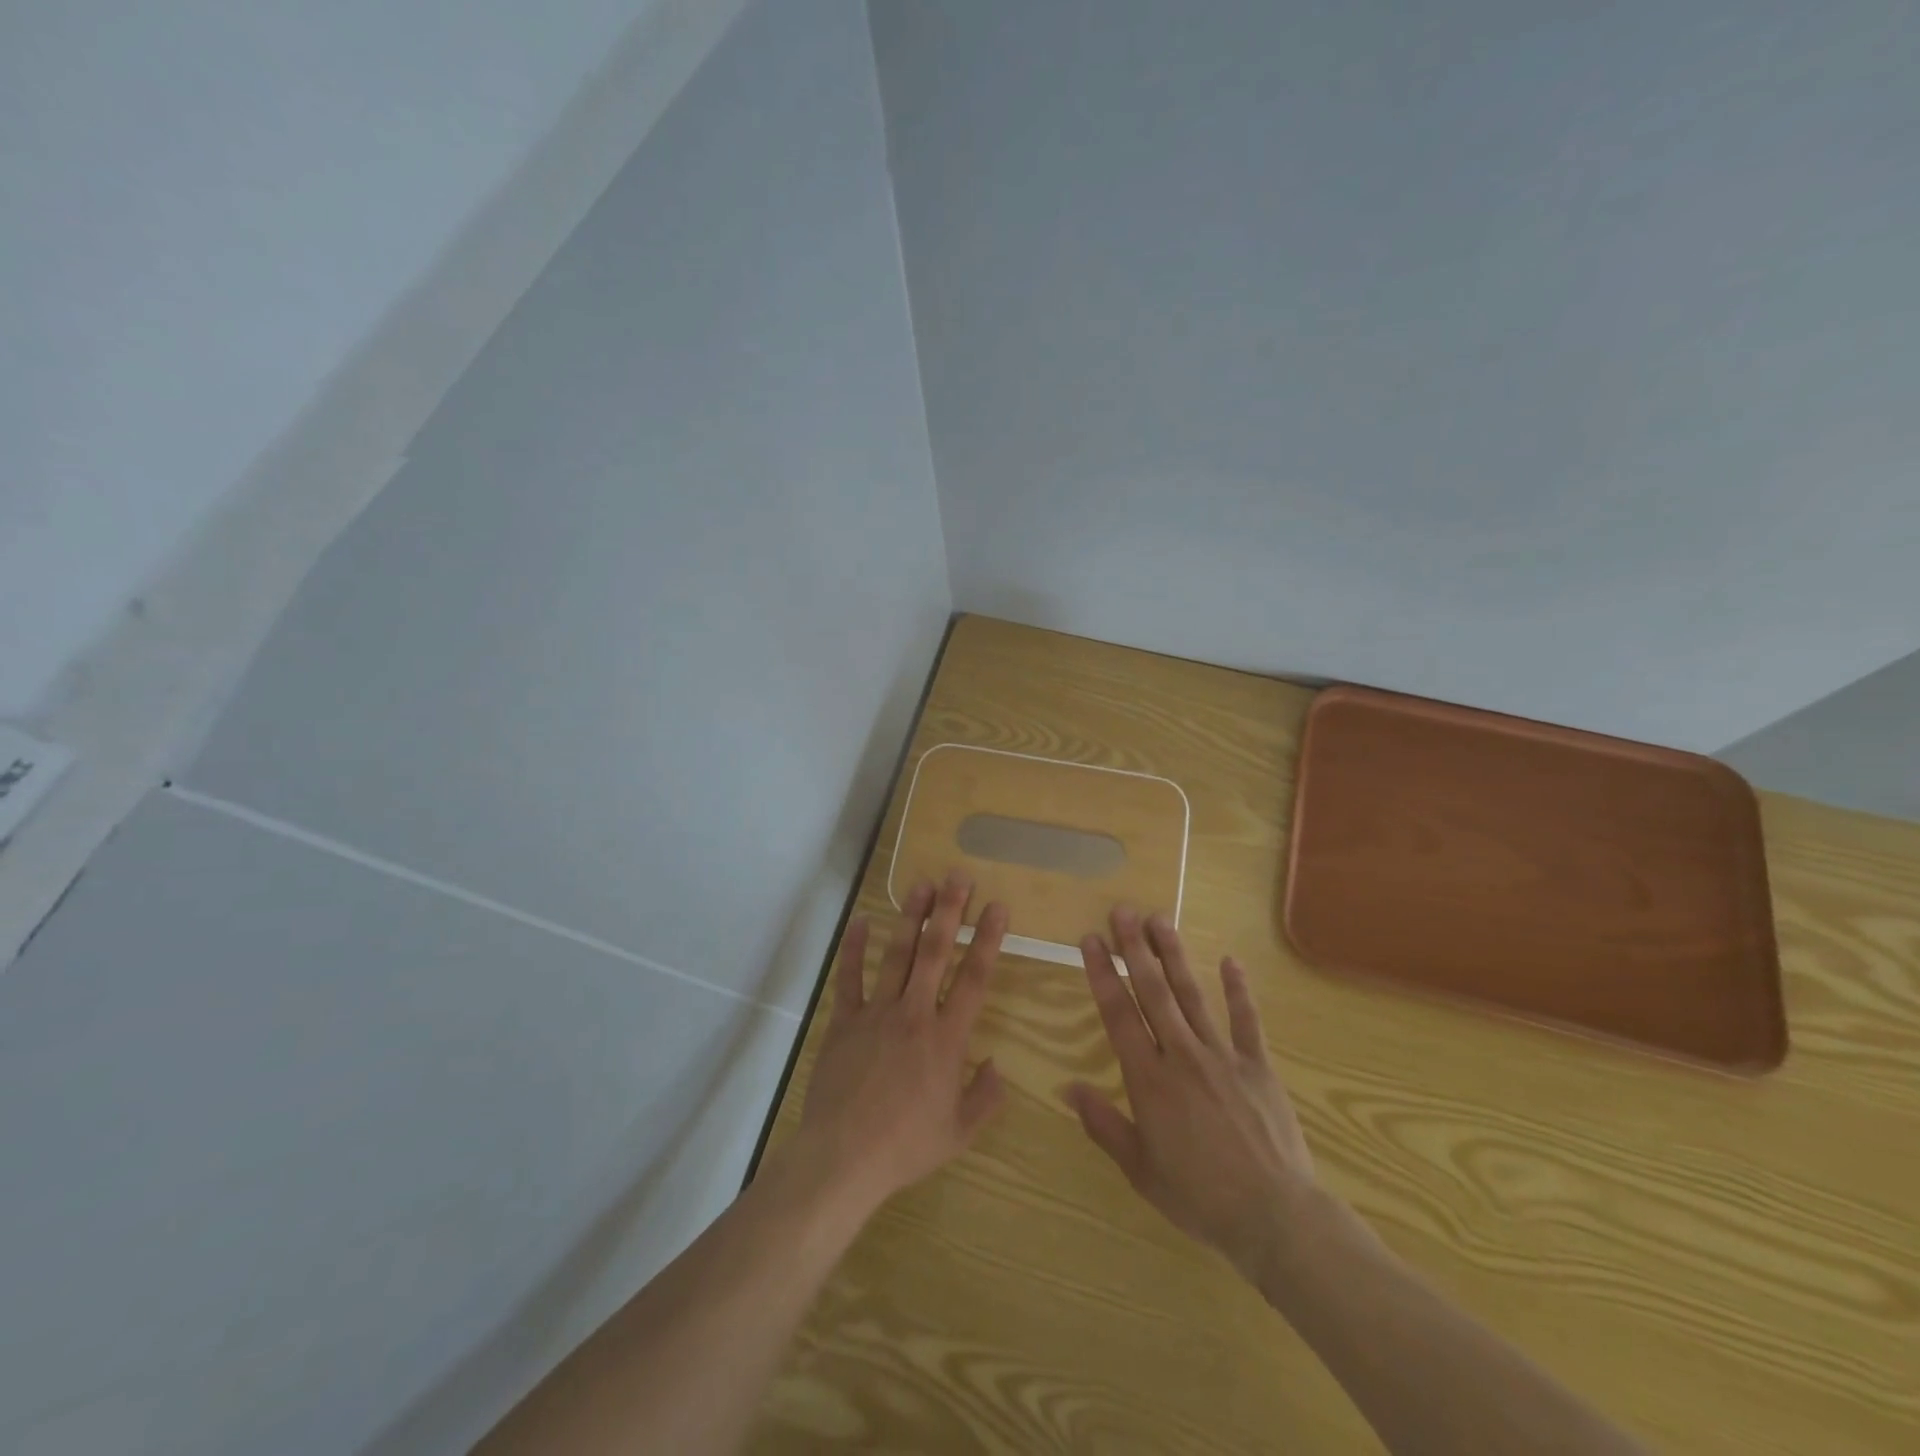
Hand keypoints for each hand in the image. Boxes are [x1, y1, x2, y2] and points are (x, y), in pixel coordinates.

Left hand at [796, 871, 1008, 1220]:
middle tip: (958, 876)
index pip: (975, 978)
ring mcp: (876, 1013)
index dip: (988, 939)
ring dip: (910, 917)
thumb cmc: (906, 1146)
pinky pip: (849, 977)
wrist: (844, 1158)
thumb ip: (985, 1096)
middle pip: (935, 952)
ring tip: (921, 884)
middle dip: (949, 910)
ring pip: (897, 955)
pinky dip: (854, 948)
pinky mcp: (845, 1021)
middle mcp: (915, 1014)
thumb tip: (997, 1065)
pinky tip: (861, 920)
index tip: (997, 906)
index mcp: (947, 1038)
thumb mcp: (960, 1132)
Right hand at [1064, 907, 1316, 1282]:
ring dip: (1174, 956)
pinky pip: (1246, 1021)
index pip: (1118, 1014)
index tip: (1091, 939)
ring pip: (1193, 995)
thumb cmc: (1200, 1197)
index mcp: (1149, 1080)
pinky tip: (1231, 960)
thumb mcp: (1141, 1170)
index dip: (1102, 974)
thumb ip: (1104, 1124)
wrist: (1275, 1217)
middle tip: (1122, 911)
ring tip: (1160, 919)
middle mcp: (1182, 1055)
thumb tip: (1068, 1087)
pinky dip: (1238, 990)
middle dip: (1135, 948)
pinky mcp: (1257, 1066)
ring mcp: (1223, 1056)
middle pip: (1153, 992)